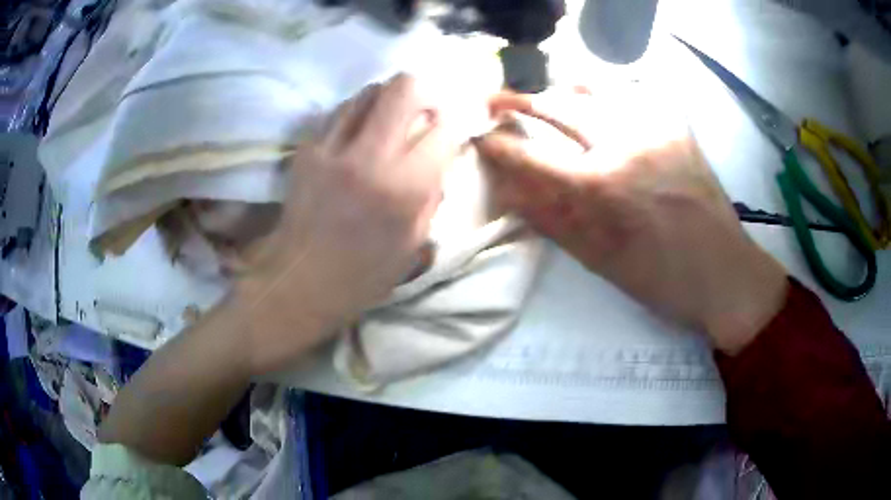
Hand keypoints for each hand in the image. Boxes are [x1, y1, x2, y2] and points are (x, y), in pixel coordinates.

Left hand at [230, 74, 457, 372]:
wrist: (300, 282)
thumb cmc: (364, 274)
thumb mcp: (414, 242)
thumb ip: (432, 193)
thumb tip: (441, 156)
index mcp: (403, 188)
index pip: (443, 129)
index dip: (455, 125)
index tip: (452, 131)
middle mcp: (369, 157)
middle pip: (405, 88)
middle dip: (425, 92)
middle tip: (426, 109)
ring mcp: (332, 149)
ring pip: (368, 92)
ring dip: (388, 99)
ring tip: (391, 119)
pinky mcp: (307, 150)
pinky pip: (340, 112)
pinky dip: (358, 114)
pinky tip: (361, 132)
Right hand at [477, 89, 787, 353]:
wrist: (724, 273)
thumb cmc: (662, 279)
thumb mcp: (600, 261)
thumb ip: (550, 219)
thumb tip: (508, 190)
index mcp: (602, 187)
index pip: (532, 156)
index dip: (498, 144)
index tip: (479, 137)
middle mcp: (625, 144)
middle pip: (558, 107)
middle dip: (520, 101)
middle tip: (498, 101)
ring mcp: (654, 128)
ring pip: (595, 90)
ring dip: (561, 91)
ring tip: (546, 98)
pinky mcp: (676, 126)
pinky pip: (631, 96)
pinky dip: (604, 95)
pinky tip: (597, 105)